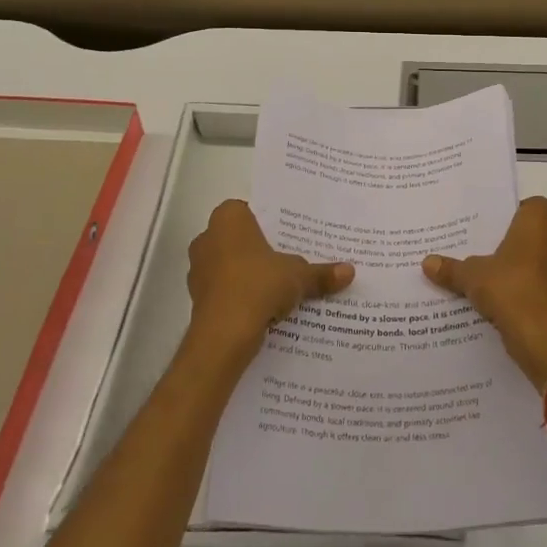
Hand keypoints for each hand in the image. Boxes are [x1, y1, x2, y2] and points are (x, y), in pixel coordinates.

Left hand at [187, 201, 354, 356]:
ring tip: (279, 287)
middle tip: (288, 259)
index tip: (289, 235)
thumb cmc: (258, 285)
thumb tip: (350, 271)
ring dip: (249, 275)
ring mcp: (198, 270)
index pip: (249, 211)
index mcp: (228, 219)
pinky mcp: (197, 299)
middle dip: (260, 249)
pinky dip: (240, 296)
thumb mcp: (298, 276)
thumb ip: (321, 273)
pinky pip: (224, 290)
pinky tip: (263, 309)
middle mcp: (207, 238)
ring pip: (230, 265)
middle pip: (240, 239)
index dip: (269, 222)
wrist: (223, 335)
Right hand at [422, 197, 546, 387]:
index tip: (496, 224)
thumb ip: (451, 268)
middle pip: (538, 233)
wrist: (541, 337)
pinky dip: (528, 290)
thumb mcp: (471, 276)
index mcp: (537, 225)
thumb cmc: (510, 288)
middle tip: (489, 248)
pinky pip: (542, 285)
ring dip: (524, 267)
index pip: (535, 205)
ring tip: (493, 276)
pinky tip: (503, 301)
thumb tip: (427, 262)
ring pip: (542, 260)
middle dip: (518, 241)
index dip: (518, 211)